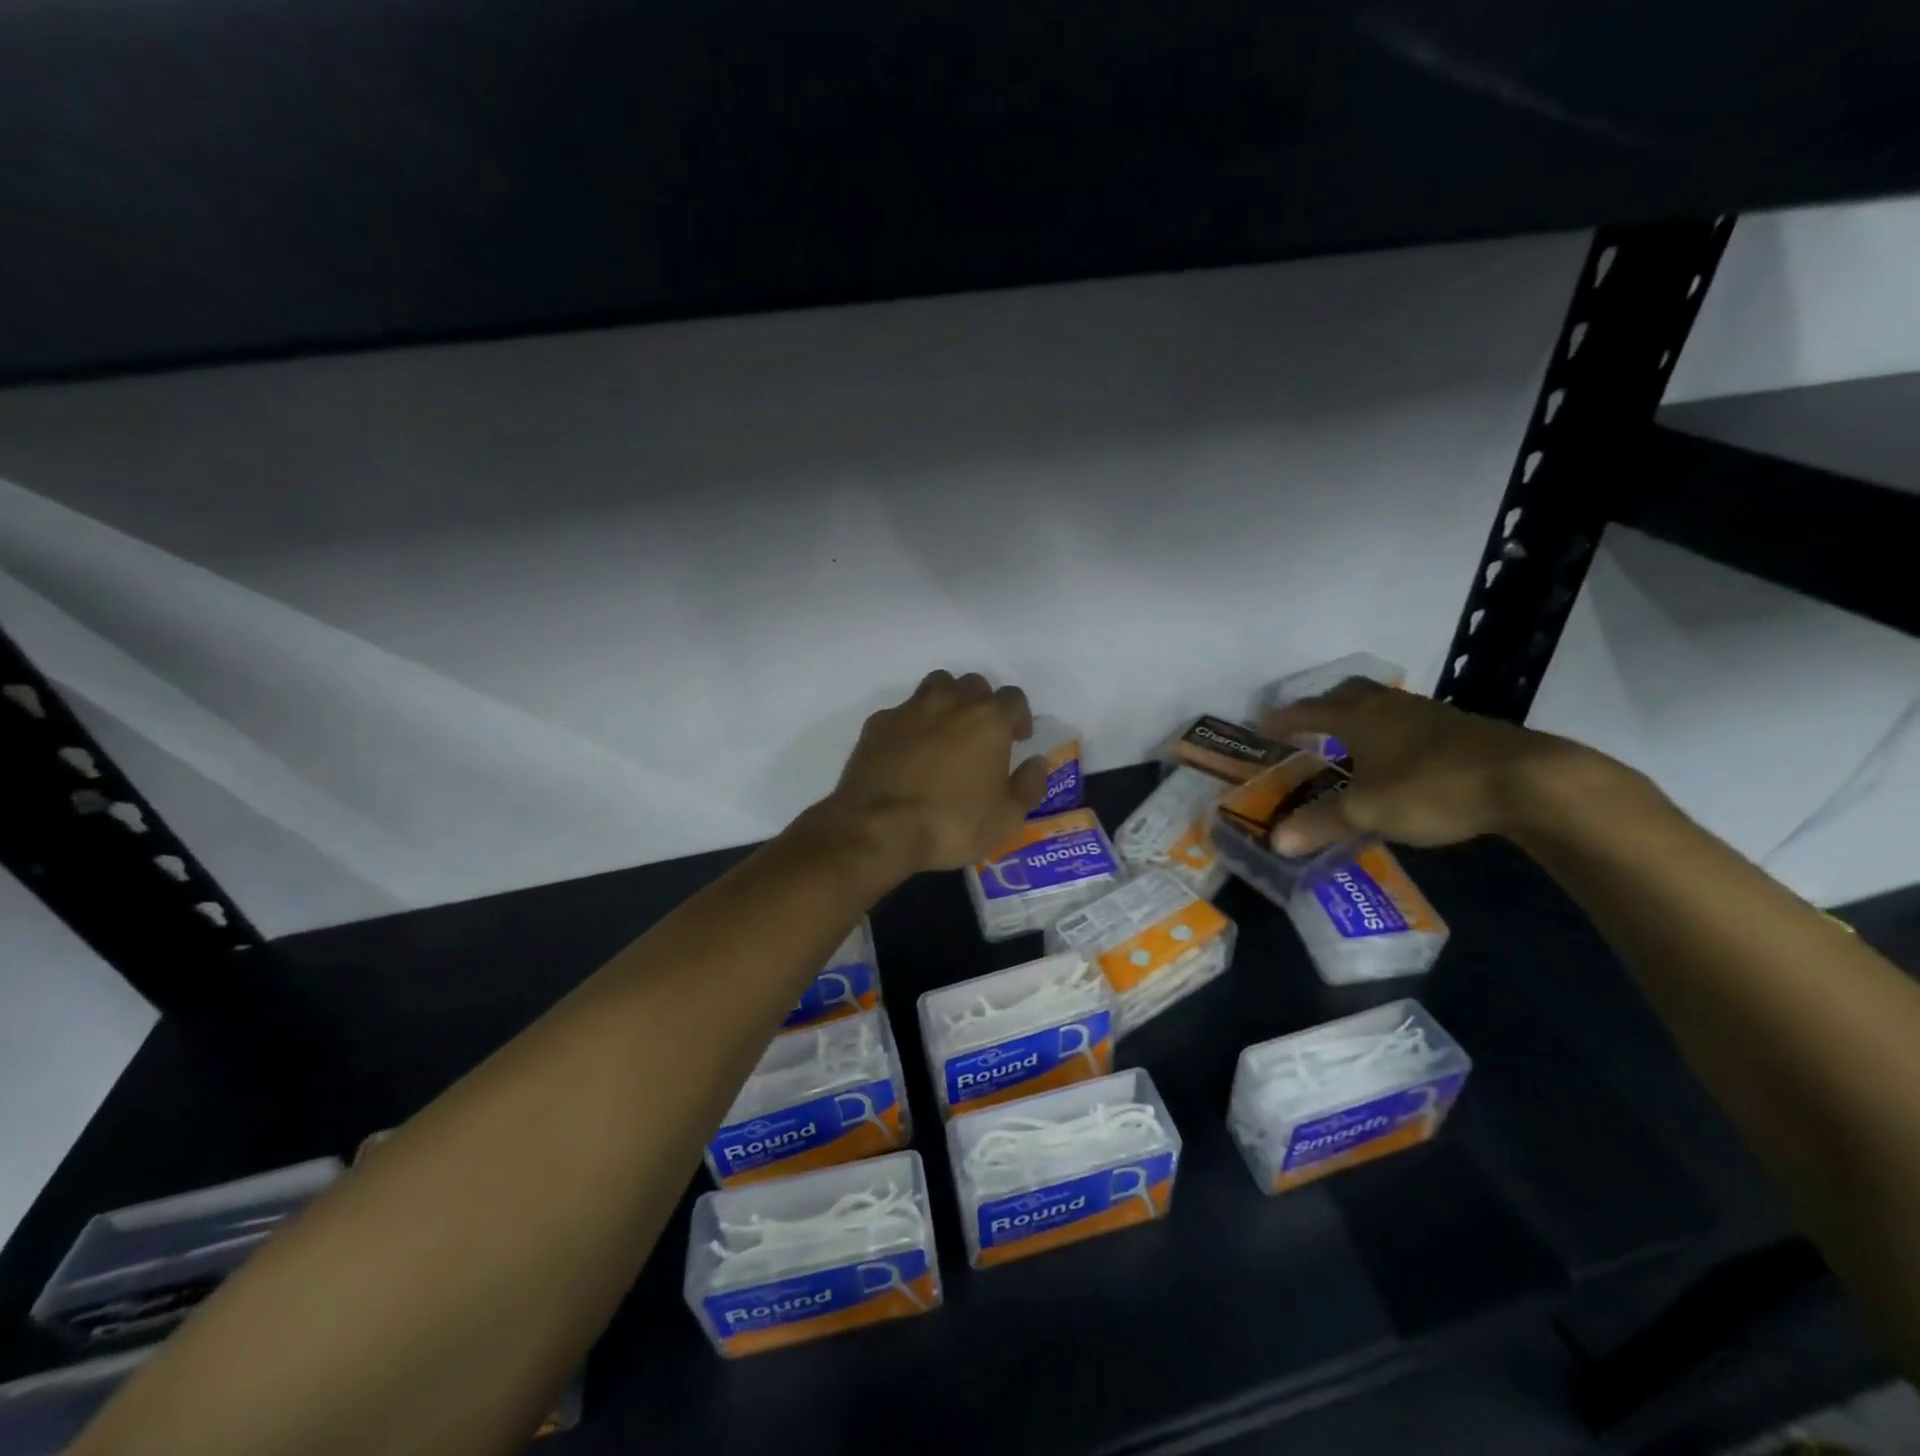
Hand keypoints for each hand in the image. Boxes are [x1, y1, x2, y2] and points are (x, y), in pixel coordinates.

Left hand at [817, 670, 1048, 877]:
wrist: (878, 827)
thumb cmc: (951, 823)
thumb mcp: (1006, 817)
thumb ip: (1028, 785)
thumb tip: (1037, 763)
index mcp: (988, 719)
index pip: (1013, 698)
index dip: (1019, 717)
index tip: (1016, 739)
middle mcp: (950, 702)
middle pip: (974, 685)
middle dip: (982, 704)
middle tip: (980, 736)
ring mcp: (910, 709)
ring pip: (936, 687)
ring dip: (947, 702)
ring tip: (946, 733)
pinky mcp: (877, 723)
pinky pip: (902, 712)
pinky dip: (911, 725)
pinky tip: (908, 752)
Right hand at [1261, 678, 1594, 854]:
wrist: (1527, 780)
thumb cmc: (1431, 787)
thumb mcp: (1367, 811)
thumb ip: (1320, 824)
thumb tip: (1275, 842)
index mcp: (1358, 716)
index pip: (1308, 710)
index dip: (1283, 719)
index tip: (1262, 726)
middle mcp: (1389, 706)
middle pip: (1347, 694)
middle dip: (1323, 707)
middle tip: (1307, 728)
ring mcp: (1428, 714)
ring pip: (1381, 707)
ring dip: (1359, 721)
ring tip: (1348, 747)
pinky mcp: (1460, 730)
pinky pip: (1408, 723)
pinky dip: (1389, 735)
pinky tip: (1395, 762)